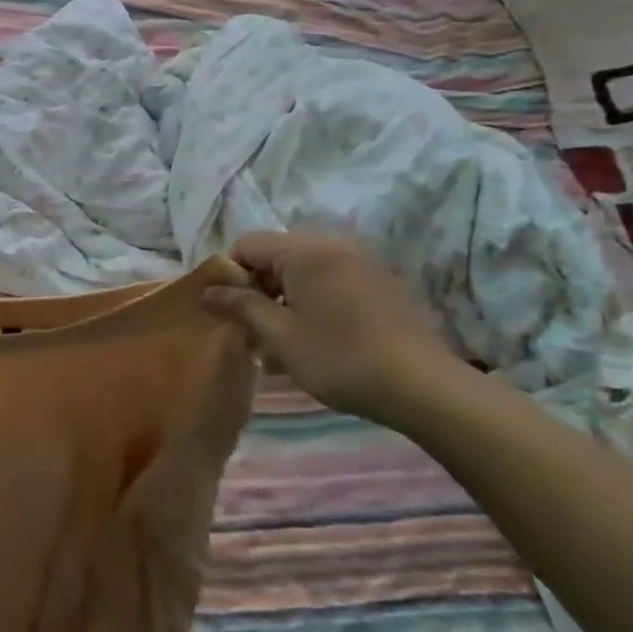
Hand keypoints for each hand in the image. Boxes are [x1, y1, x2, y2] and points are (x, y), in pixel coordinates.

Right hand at [202, 231, 463, 424]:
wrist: (424, 387)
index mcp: (305, 250)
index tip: (228, 311)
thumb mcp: (280, 336)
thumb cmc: (341, 358)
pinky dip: (313, 304)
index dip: (229, 274)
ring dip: (284, 302)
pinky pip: (331, 283)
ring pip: (303, 273)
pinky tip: (314, 343)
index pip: (248, 244)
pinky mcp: (380, 284)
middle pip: (275, 257)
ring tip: (280, 347)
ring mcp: (360, 263)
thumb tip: (208, 291)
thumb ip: (241, 306)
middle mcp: (332, 245)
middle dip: (257, 291)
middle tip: (252, 333)